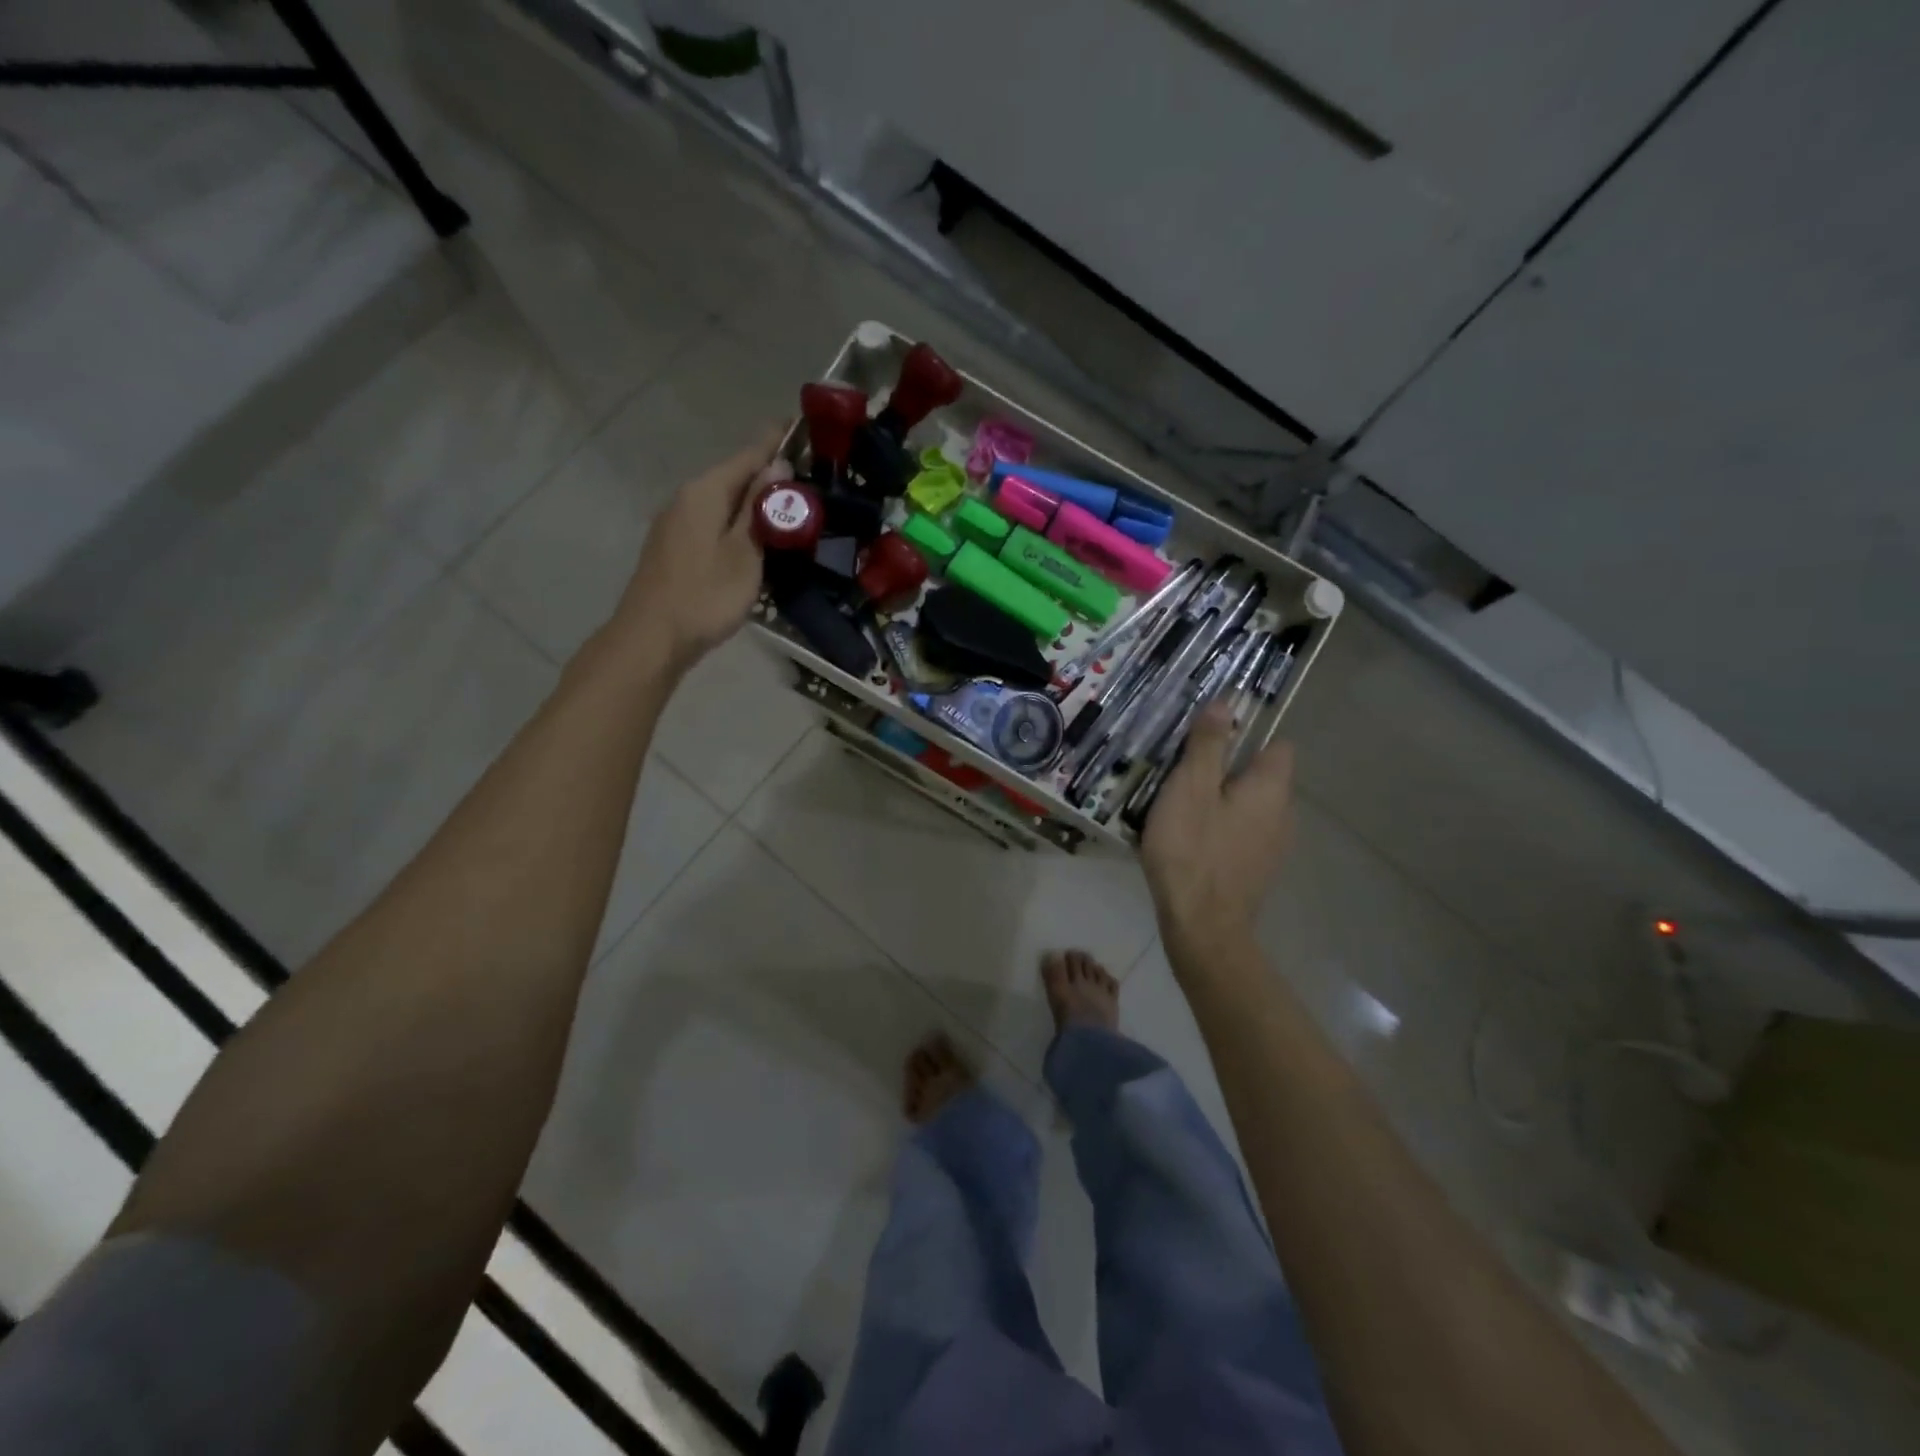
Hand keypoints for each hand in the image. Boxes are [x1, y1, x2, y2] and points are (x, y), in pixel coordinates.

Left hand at [609, 427, 783, 674]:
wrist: (653, 637)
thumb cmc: (705, 594)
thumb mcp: (745, 552)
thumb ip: (761, 508)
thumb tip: (777, 466)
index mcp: (704, 492)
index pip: (748, 455)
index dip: (775, 441)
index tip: (799, 425)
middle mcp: (686, 499)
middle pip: (733, 477)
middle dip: (767, 474)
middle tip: (806, 477)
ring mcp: (676, 524)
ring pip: (723, 502)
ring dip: (753, 501)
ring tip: (788, 506)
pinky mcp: (674, 549)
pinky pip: (714, 523)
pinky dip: (738, 523)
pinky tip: (755, 537)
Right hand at [1141, 702, 1295, 965]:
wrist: (1202, 926)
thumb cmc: (1192, 849)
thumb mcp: (1190, 788)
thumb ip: (1208, 745)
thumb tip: (1226, 704)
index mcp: (1271, 788)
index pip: (1277, 745)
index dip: (1247, 734)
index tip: (1209, 736)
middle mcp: (1283, 814)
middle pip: (1260, 776)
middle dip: (1227, 767)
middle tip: (1182, 768)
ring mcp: (1273, 846)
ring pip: (1250, 807)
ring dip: (1222, 799)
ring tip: (1179, 803)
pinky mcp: (1257, 870)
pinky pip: (1242, 833)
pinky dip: (1221, 828)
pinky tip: (1190, 839)